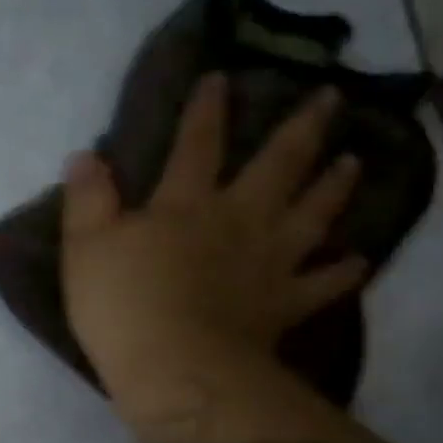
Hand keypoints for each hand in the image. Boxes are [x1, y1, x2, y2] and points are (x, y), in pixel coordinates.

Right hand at [61, 76, 369, 399]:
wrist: (174, 366)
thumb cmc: (121, 305)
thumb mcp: (85, 247)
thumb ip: (87, 200)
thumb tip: (85, 155)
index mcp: (185, 205)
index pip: (196, 146)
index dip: (206, 110)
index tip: (222, 76)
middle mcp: (237, 220)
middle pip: (276, 166)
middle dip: (301, 129)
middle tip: (332, 97)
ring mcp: (268, 261)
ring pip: (311, 213)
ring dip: (333, 185)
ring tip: (353, 160)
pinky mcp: (284, 303)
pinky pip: (322, 282)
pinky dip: (343, 270)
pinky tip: (357, 259)